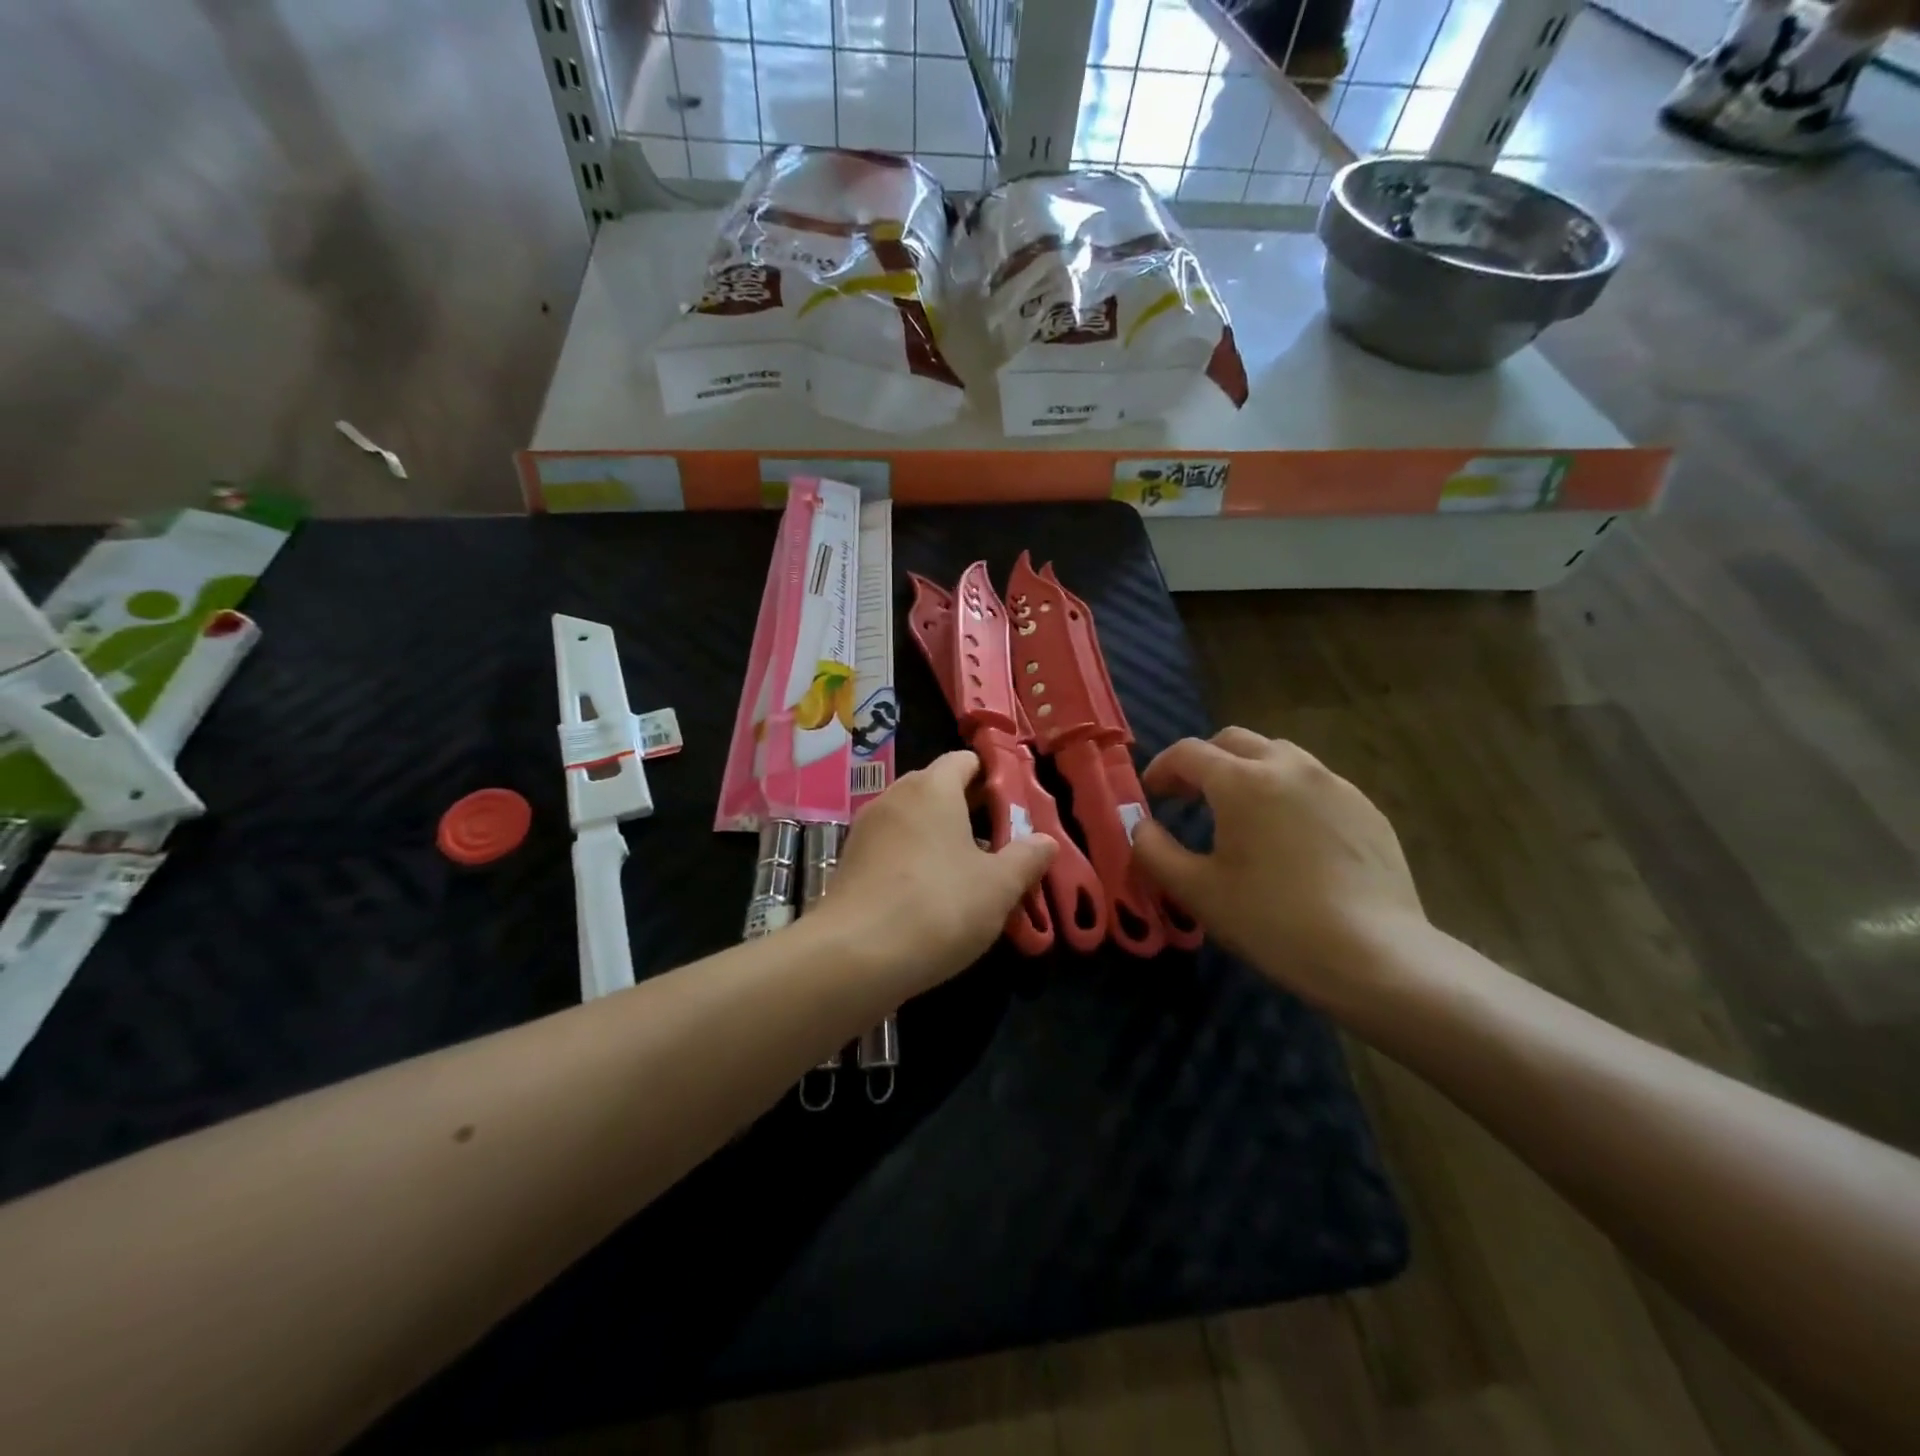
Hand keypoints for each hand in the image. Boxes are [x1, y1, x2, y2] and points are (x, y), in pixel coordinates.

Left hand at [822, 751, 1056, 994]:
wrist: (854, 956)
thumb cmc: (939, 907)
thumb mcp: (999, 887)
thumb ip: (1027, 858)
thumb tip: (1046, 841)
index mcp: (932, 788)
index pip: (964, 760)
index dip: (992, 776)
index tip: (1014, 805)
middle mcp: (895, 797)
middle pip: (937, 788)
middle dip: (969, 809)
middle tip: (1000, 842)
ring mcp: (866, 829)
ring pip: (912, 820)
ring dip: (940, 837)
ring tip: (968, 872)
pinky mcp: (849, 863)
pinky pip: (891, 848)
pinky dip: (913, 860)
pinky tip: (930, 896)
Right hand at [1131, 728, 1425, 998]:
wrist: (1374, 956)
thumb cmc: (1272, 921)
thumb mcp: (1197, 892)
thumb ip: (1154, 851)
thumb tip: (1141, 827)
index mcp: (1243, 781)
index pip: (1188, 753)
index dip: (1161, 769)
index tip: (1150, 795)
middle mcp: (1289, 767)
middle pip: (1234, 741)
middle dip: (1204, 761)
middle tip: (1189, 797)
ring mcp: (1334, 784)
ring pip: (1279, 756)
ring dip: (1248, 772)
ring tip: (1240, 813)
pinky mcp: (1366, 809)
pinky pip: (1315, 784)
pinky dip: (1287, 793)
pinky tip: (1290, 838)